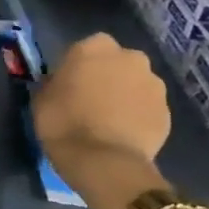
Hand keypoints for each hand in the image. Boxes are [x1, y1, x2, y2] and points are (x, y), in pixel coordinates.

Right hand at [31, 32, 170, 178]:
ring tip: (109, 119)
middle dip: (107, 75)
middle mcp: (129, 58)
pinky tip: (123, 133)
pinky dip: (138, 115)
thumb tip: (62, 84)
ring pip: (136, 83)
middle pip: (117, 62)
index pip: (85, 47)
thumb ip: (55, 82)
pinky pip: (147, 107)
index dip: (78, 65)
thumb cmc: (63, 122)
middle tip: (91, 98)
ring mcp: (153, 84)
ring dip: (125, 94)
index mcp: (94, 47)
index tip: (69, 83)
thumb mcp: (42, 97)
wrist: (104, 161)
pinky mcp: (167, 111)